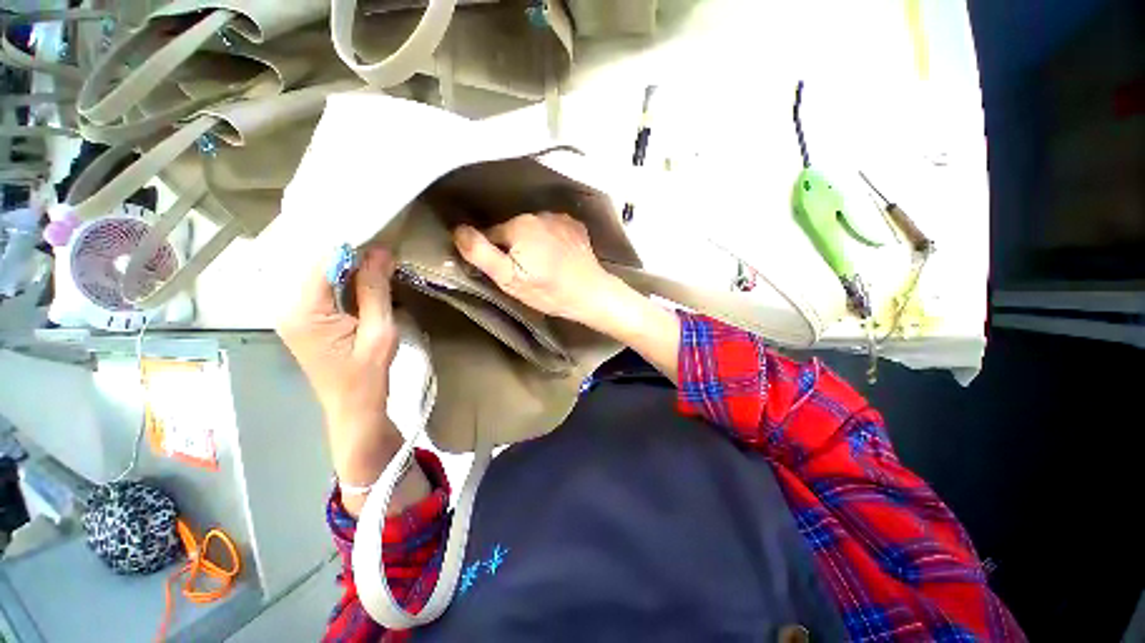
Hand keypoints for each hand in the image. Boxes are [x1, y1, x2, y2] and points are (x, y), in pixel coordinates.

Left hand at [277, 246, 401, 483]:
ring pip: (315, 271)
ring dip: (343, 259)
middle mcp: (286, 306)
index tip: (376, 229)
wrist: (352, 407)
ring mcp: (290, 311)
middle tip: (376, 235)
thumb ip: (375, 289)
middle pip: (313, 261)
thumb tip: (380, 251)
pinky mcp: (301, 317)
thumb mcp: (379, 330)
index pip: (321, 260)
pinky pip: (318, 284)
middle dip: (345, 247)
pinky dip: (339, 273)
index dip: (349, 241)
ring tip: (372, 248)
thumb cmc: (368, 375)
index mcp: (303, 310)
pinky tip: (359, 269)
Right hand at [455, 212, 682, 382]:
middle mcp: (539, 214)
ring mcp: (560, 218)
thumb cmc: (549, 291)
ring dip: (533, 244)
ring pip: (533, 229)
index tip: (507, 273)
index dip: (495, 256)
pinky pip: (552, 230)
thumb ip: (480, 253)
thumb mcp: (509, 279)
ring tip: (545, 267)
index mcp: (519, 224)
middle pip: (512, 230)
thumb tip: (458, 230)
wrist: (591, 293)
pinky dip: (551, 240)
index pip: (491, 235)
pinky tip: (559, 258)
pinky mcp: (574, 226)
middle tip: (527, 273)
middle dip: (514, 249)